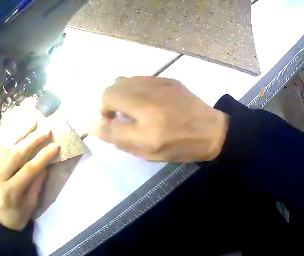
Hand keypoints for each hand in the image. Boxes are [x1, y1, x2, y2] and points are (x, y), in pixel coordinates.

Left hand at [0, 124, 59, 230]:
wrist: (0, 219)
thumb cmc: (18, 215)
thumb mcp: (31, 204)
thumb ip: (36, 183)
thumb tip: (45, 164)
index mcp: (11, 191)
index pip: (28, 169)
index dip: (43, 157)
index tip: (55, 146)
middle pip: (16, 154)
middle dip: (33, 140)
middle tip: (46, 130)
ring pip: (6, 146)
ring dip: (20, 133)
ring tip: (32, 122)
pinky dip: (9, 137)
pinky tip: (17, 129)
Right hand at [92, 76, 227, 161]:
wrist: (211, 131)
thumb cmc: (179, 146)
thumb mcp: (146, 151)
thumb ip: (117, 137)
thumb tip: (92, 124)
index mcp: (145, 122)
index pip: (106, 110)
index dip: (101, 116)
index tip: (109, 123)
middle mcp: (149, 98)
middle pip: (111, 89)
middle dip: (108, 102)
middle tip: (118, 116)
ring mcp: (160, 84)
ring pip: (124, 80)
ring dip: (120, 94)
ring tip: (131, 107)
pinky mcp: (168, 79)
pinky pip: (139, 78)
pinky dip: (134, 89)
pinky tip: (146, 100)